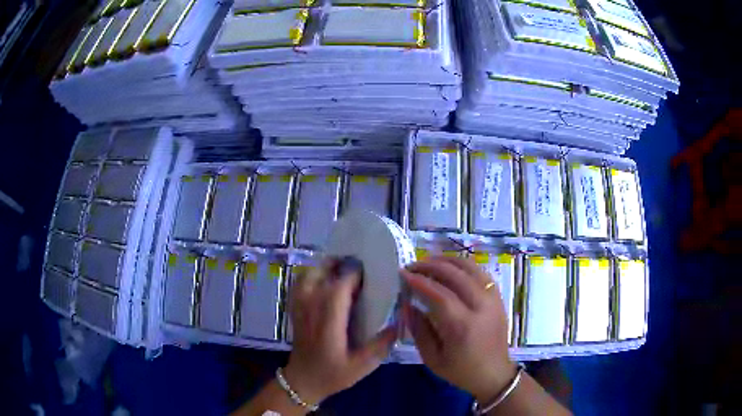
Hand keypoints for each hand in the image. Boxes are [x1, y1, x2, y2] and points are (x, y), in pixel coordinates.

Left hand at [283, 259, 396, 404]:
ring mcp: (299, 307)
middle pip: (321, 274)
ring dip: (326, 267)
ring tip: (345, 269)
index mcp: (328, 323)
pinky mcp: (294, 308)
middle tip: (360, 265)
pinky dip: (314, 274)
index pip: (338, 288)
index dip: (353, 274)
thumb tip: (400, 321)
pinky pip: (301, 281)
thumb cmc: (332, 374)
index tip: (370, 270)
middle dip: (341, 264)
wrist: (302, 380)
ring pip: (309, 274)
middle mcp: (310, 309)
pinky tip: (327, 280)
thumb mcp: (362, 366)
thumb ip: (381, 345)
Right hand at [402, 256, 515, 401]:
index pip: (440, 294)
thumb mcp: (432, 358)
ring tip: (429, 262)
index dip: (420, 281)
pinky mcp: (498, 297)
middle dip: (431, 266)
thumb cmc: (460, 370)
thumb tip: (407, 305)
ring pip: (471, 268)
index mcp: (463, 326)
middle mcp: (481, 307)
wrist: (494, 374)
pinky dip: (464, 266)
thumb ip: (418, 330)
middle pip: (456, 275)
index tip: (403, 274)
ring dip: (448, 261)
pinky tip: (451, 268)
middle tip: (412, 266)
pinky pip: (481, 273)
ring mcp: (493, 300)